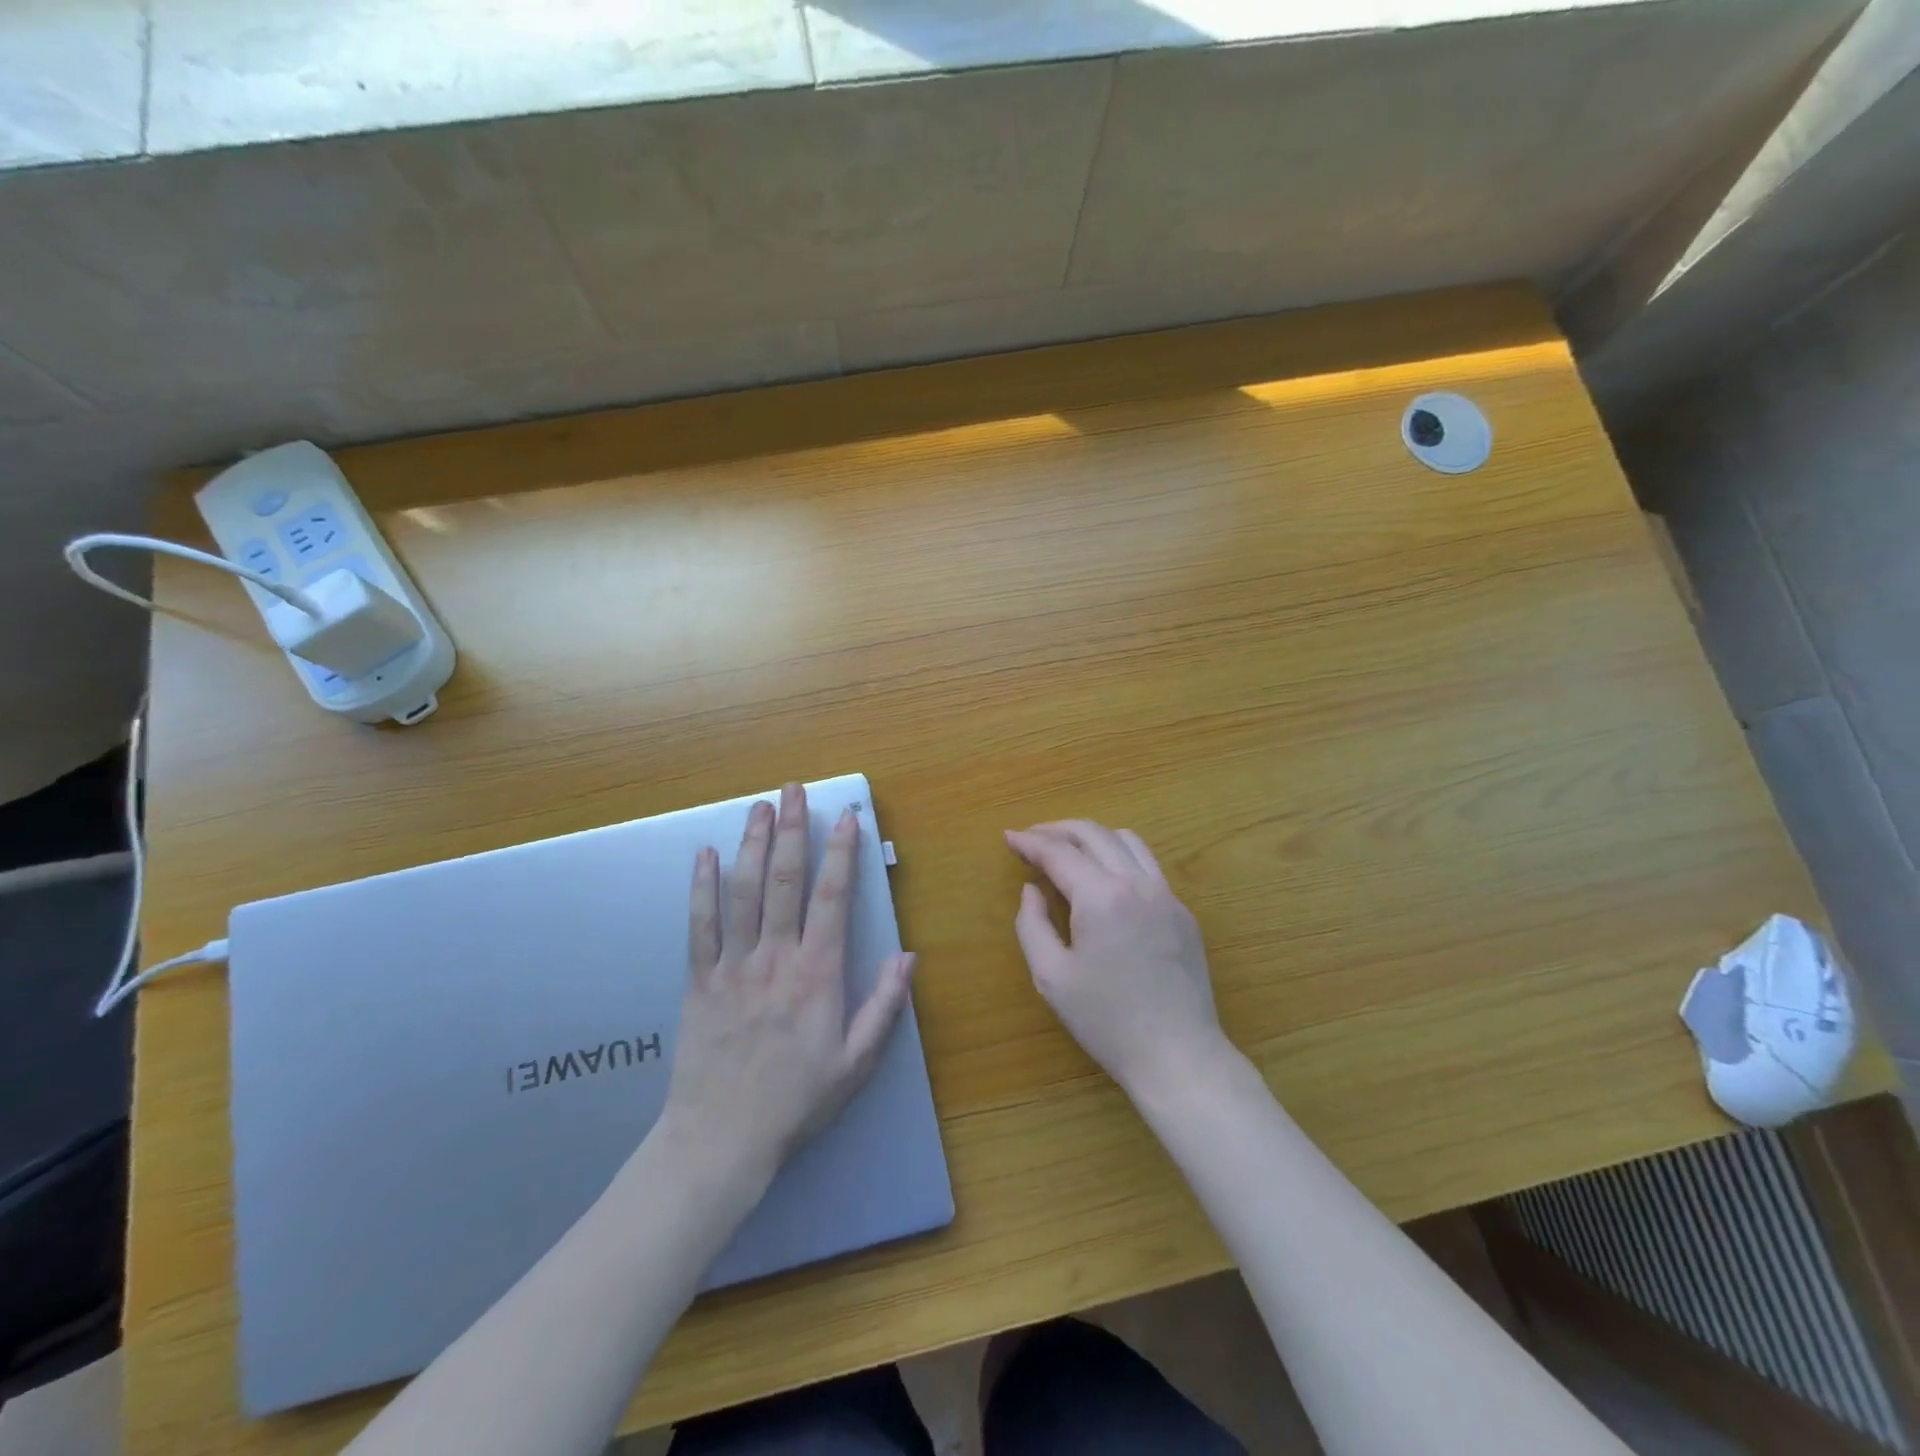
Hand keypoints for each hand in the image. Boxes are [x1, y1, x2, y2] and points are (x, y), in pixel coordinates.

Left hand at [662, 783, 915, 1183]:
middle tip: (794, 790)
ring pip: (743, 892)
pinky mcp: (699, 980)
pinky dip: (702, 887)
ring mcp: (733, 965)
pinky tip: (705, 855)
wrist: (721, 1140)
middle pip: (785, 880)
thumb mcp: (857, 1063)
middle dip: (792, 830)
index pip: (832, 898)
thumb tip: (909, 955)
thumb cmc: (797, 1101)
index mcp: (817, 974)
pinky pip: (700, 925)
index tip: (845, 817)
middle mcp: (776, 958)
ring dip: (753, 844)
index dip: (840, 853)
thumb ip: (884, 1006)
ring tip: (760, 806)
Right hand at [1006, 821, 1228, 1098]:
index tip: (1008, 837)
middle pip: (1094, 834)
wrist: (1178, 1055)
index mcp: (1101, 897)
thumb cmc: (1106, 1021)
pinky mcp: (1182, 911)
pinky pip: (1147, 864)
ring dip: (1091, 836)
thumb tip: (1032, 890)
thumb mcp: (1051, 977)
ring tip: (1067, 849)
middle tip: (1031, 838)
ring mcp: (1166, 894)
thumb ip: (1032, 924)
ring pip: (1126, 840)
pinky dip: (1118, 855)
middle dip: (1057, 829)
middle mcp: (1137, 883)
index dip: (1030, 842)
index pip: (1059, 853)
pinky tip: (1104, 877)